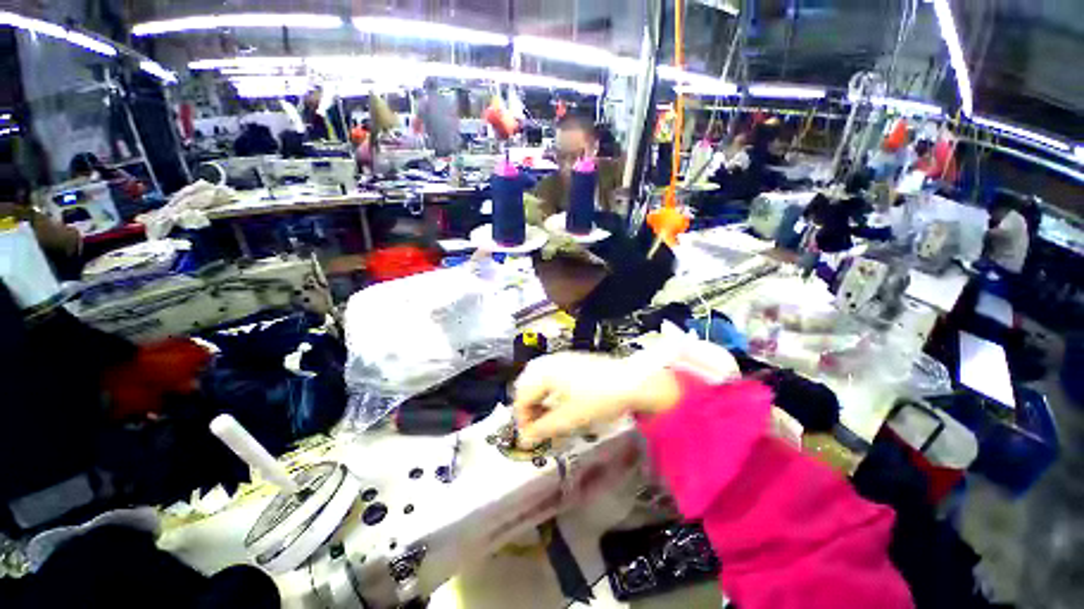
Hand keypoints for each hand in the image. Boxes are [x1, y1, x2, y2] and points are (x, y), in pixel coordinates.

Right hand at [512, 353, 679, 447]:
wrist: (632, 382)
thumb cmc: (600, 398)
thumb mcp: (569, 418)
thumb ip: (543, 429)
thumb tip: (525, 439)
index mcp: (546, 372)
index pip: (522, 396)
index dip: (522, 420)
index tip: (529, 437)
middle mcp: (551, 362)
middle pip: (526, 384)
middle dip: (528, 406)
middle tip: (535, 425)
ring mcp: (562, 359)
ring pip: (538, 378)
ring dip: (537, 398)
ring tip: (546, 415)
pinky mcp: (572, 361)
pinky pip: (550, 374)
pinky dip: (549, 390)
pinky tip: (559, 402)